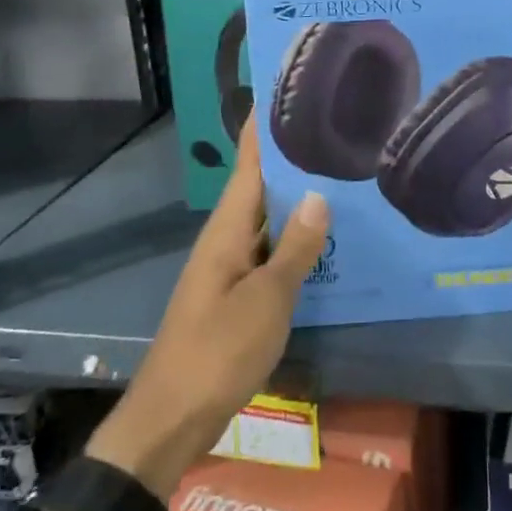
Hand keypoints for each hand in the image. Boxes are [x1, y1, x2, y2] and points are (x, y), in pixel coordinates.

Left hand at [86, 119, 328, 499]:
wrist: (171, 420)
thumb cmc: (218, 350)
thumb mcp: (266, 299)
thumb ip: (296, 248)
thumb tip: (319, 194)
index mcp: (227, 230)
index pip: (248, 164)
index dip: (262, 128)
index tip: (284, 91)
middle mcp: (227, 240)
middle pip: (260, 188)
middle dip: (291, 159)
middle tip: (334, 129)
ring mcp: (231, 269)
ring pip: (268, 221)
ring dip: (297, 200)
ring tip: (340, 174)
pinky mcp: (237, 296)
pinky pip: (270, 252)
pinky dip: (294, 239)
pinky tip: (325, 239)